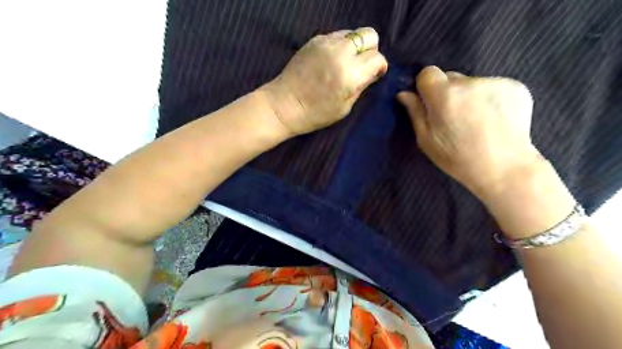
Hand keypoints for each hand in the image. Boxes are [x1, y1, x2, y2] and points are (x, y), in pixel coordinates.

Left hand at [262, 27, 386, 135]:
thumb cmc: (315, 114)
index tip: (375, 75)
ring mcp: (325, 43)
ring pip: (352, 33)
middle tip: (362, 65)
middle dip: (371, 50)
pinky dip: (340, 45)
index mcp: (349, 74)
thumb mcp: (344, 108)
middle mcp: (340, 52)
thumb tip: (374, 72)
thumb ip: (362, 86)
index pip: (377, 58)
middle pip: (369, 35)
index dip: (380, 66)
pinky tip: (331, 61)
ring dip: (354, 47)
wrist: (284, 105)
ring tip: (345, 63)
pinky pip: (337, 35)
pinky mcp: (314, 40)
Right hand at [399, 65, 539, 199]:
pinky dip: (489, 98)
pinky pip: (492, 86)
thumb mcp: (426, 140)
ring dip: (468, 96)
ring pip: (471, 83)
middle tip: (452, 117)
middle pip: (450, 77)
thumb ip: (415, 112)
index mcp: (444, 95)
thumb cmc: (457, 158)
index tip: (429, 103)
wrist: (504, 168)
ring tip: (475, 121)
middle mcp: (470, 82)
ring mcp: (496, 82)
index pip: (427, 73)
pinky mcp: (517, 86)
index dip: (425, 87)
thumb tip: (403, 93)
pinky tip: (493, 119)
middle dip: (447, 92)